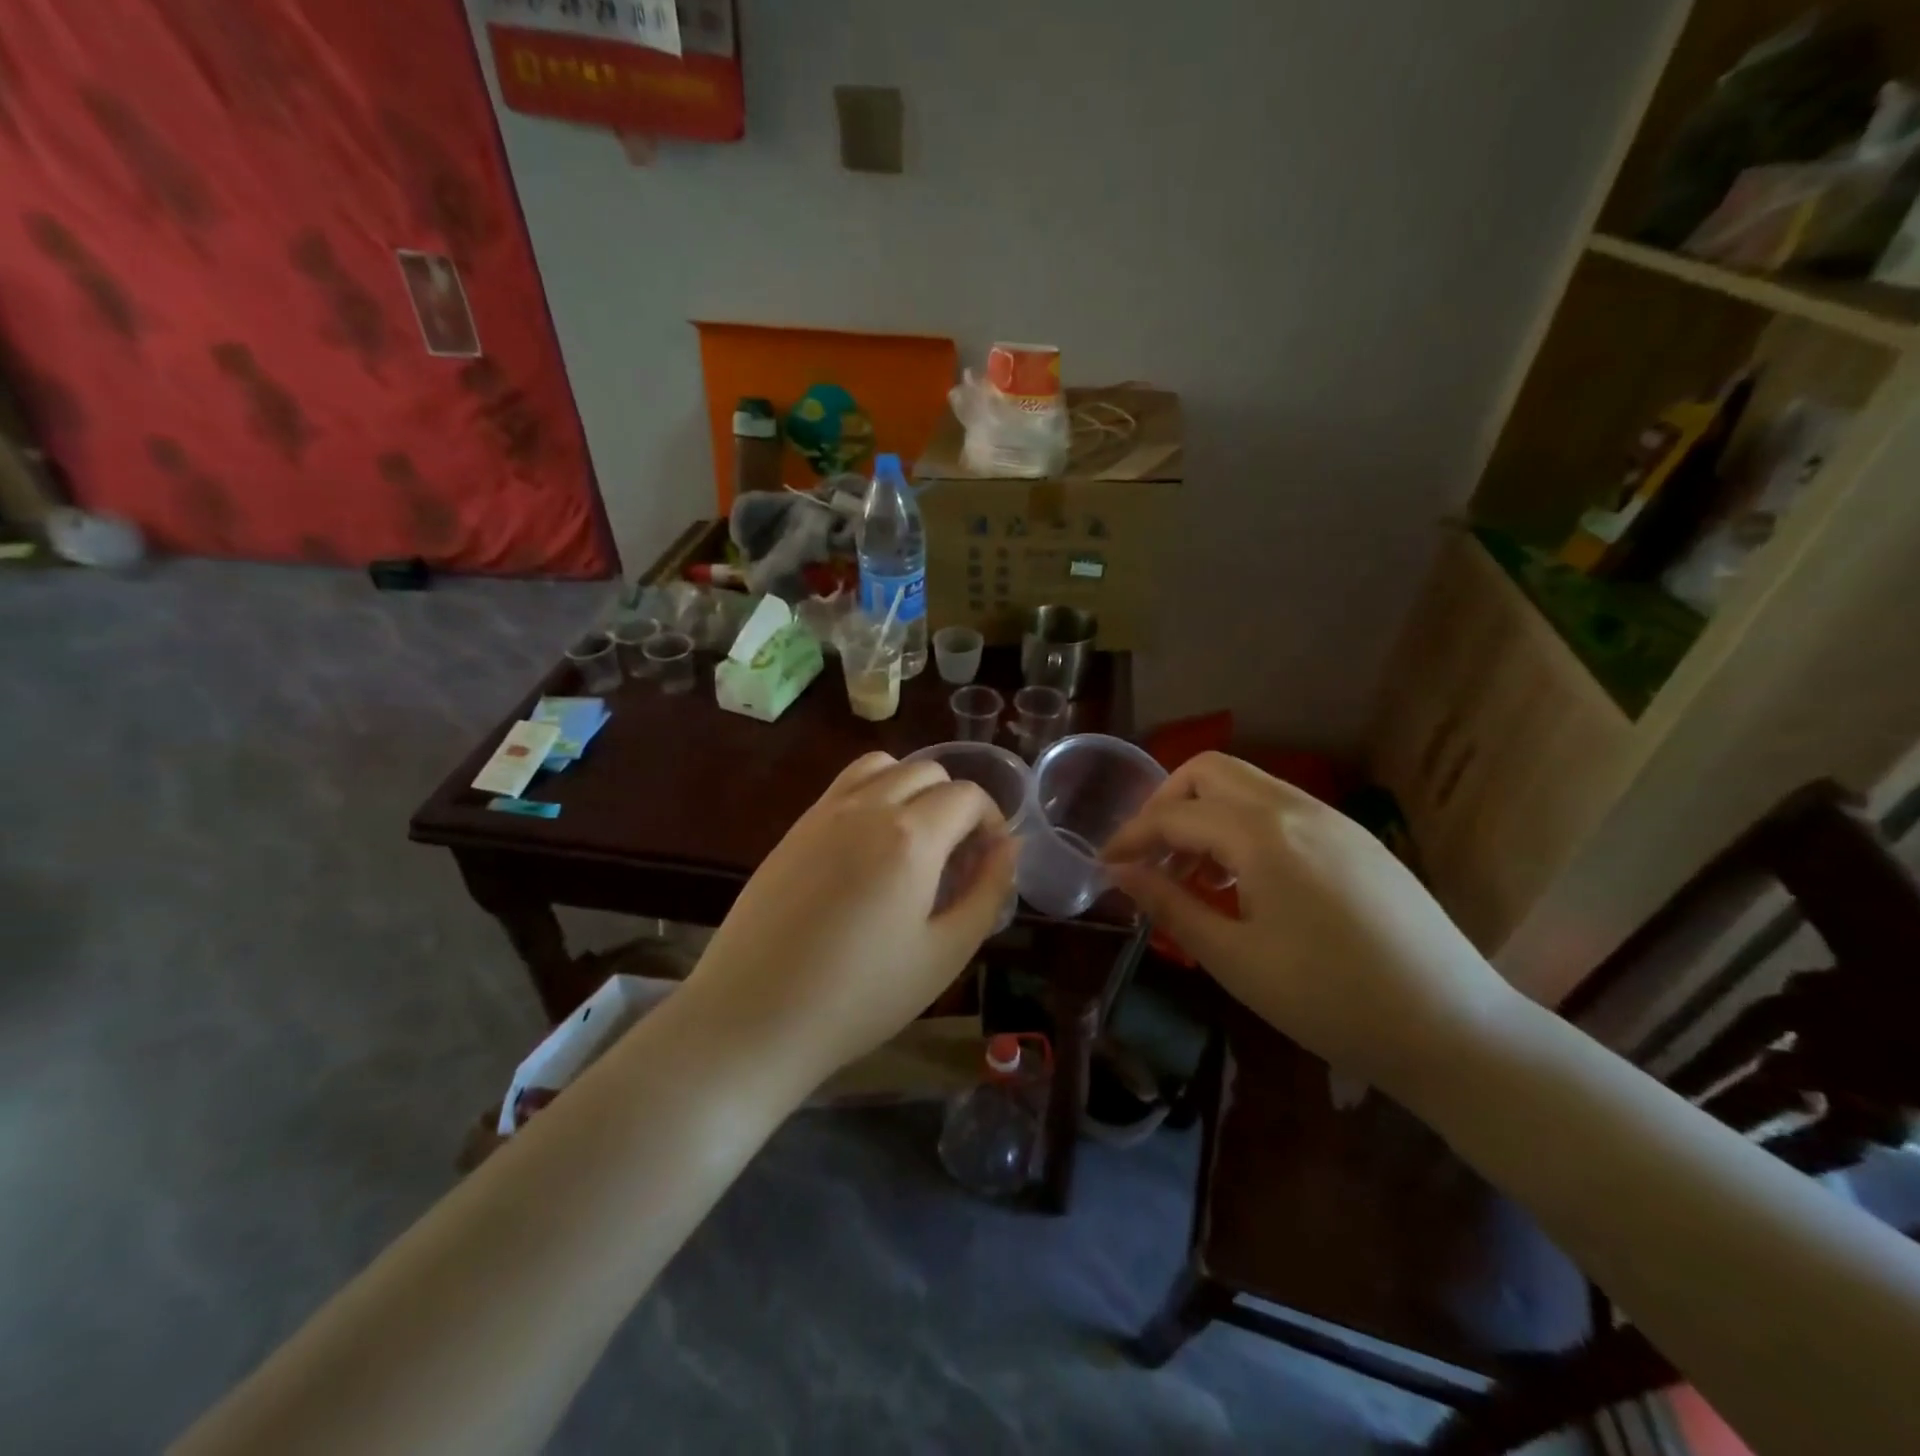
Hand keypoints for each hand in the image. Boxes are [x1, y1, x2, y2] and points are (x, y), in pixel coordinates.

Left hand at [680, 751, 1017, 1091]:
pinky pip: (845, 787)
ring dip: (912, 788)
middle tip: (957, 857)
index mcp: (910, 836)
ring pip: (883, 766)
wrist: (754, 1016)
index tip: (991, 860)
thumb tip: (1008, 847)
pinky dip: (873, 795)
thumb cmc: (861, 996)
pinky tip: (869, 849)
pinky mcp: (794, 828)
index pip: (967, 795)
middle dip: (955, 803)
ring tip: (915, 840)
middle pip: (927, 771)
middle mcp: (867, 806)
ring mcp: (823, 812)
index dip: (991, 821)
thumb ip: (988, 892)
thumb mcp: (945, 953)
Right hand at [1103, 752, 1520, 1093]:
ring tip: (1193, 873)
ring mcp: (1333, 818)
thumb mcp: (1234, 959)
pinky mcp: (1356, 838)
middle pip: (1209, 771)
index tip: (1106, 866)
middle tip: (1148, 855)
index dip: (1131, 837)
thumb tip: (1120, 874)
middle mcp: (1296, 807)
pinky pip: (1281, 807)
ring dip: (1206, 812)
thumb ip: (1170, 905)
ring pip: (1247, 784)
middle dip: (1166, 804)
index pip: (1174, 815)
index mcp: (1262, 834)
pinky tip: (1245, 879)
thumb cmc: (1330, 1000)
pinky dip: (1243, 824)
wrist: (1454, 1028)